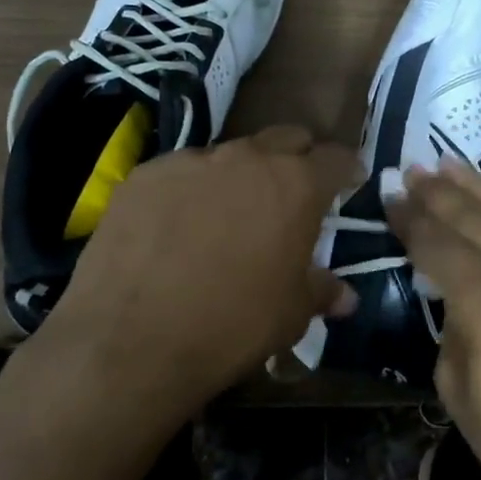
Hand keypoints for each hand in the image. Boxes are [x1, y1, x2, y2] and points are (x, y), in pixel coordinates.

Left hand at [37, 126, 358, 425]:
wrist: (131, 340)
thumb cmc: (232, 325)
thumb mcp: (292, 315)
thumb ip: (321, 291)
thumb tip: (345, 296)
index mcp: (295, 184)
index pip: (335, 158)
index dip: (347, 169)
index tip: (350, 182)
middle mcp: (246, 158)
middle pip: (285, 139)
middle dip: (296, 159)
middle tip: (292, 193)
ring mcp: (191, 161)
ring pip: (229, 155)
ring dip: (239, 176)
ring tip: (227, 215)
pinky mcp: (145, 175)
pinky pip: (180, 172)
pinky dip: (189, 190)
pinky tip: (175, 227)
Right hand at [388, 164, 480, 479]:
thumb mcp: (458, 391)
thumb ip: (452, 322)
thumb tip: (453, 288)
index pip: (438, 244)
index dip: (409, 219)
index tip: (390, 197)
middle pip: (475, 217)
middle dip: (438, 193)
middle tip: (412, 170)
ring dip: (480, 187)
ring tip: (450, 166)